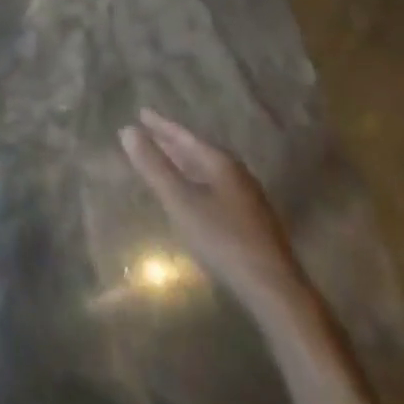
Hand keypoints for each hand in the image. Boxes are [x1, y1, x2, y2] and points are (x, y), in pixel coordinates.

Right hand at [121, 109, 304, 310]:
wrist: (276, 292)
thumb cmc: (224, 241)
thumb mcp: (181, 202)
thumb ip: (154, 167)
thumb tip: (127, 130)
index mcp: (221, 163)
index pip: (185, 136)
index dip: (161, 125)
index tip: (141, 112)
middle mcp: (237, 173)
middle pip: (198, 151)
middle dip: (172, 142)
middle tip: (149, 131)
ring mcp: (248, 197)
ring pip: (208, 170)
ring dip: (185, 162)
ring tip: (166, 159)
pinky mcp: (252, 220)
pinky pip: (216, 187)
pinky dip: (197, 181)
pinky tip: (192, 194)